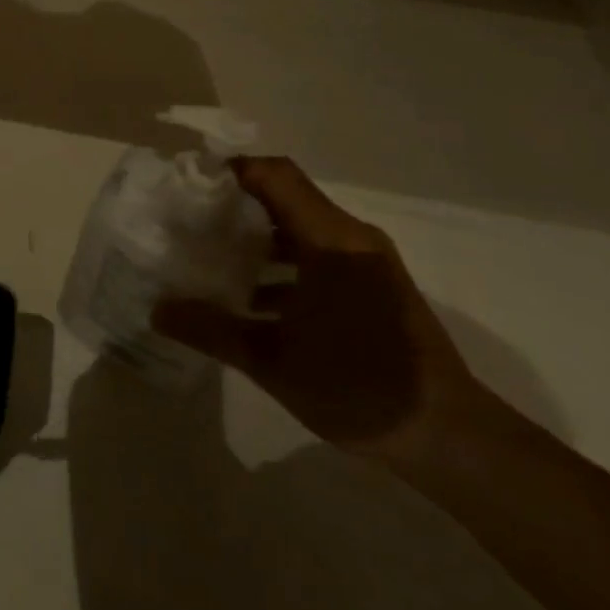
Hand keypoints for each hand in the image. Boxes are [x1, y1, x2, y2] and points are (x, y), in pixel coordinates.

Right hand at [153, 157, 475, 456]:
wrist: (452, 439)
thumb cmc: (359, 387)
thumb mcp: (274, 362)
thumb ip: (212, 330)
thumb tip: (156, 309)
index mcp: (330, 240)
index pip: (274, 175)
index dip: (232, 170)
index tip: (190, 183)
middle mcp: (351, 238)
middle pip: (285, 197)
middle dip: (236, 205)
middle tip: (191, 220)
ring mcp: (368, 262)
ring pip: (302, 228)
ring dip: (259, 238)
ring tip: (214, 258)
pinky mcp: (376, 286)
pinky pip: (320, 255)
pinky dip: (285, 265)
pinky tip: (255, 301)